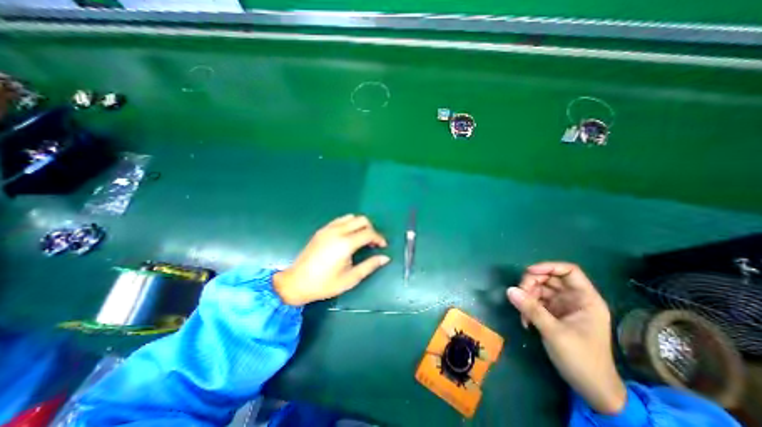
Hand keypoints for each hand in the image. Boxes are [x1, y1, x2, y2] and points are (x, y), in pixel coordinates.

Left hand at [275, 216, 389, 304]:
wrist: (296, 282)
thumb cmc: (325, 284)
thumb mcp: (350, 278)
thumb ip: (369, 265)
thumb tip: (385, 258)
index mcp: (345, 244)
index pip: (369, 233)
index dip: (379, 238)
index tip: (382, 246)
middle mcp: (338, 231)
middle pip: (362, 220)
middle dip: (371, 229)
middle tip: (372, 243)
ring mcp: (328, 229)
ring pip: (351, 217)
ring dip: (360, 225)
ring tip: (361, 239)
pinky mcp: (322, 230)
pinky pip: (340, 220)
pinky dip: (349, 224)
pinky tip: (348, 236)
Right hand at [505, 262, 624, 415]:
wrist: (591, 389)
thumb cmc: (581, 359)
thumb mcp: (554, 332)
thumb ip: (531, 309)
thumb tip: (510, 290)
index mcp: (585, 299)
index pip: (569, 271)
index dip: (548, 267)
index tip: (529, 272)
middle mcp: (574, 299)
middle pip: (549, 278)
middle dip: (532, 284)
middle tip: (520, 294)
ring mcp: (563, 306)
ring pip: (540, 289)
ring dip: (527, 297)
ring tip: (522, 313)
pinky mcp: (554, 314)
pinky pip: (537, 302)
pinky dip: (528, 307)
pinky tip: (525, 320)